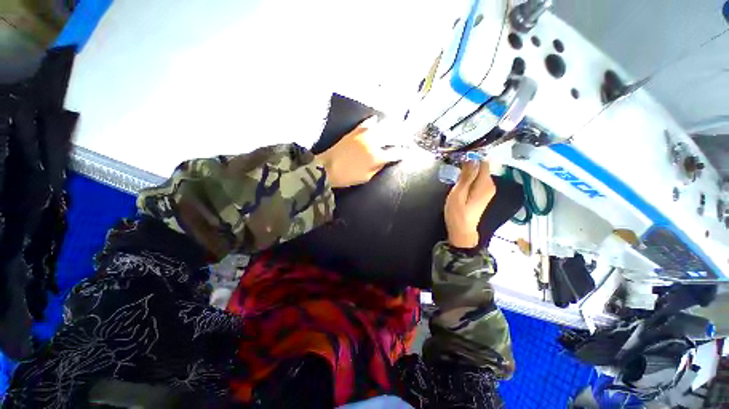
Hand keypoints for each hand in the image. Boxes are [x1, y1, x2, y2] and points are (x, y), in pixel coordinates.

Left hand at [315, 117, 402, 187]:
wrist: (326, 168)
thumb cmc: (347, 177)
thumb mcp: (366, 178)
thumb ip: (378, 168)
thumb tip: (385, 161)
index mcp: (376, 157)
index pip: (395, 153)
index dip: (403, 153)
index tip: (407, 153)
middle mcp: (373, 143)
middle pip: (392, 136)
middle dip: (401, 137)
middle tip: (406, 139)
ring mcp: (364, 135)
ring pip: (382, 126)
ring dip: (391, 127)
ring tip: (396, 126)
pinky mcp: (355, 131)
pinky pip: (367, 123)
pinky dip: (373, 121)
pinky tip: (377, 120)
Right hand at [444, 160, 495, 247]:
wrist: (462, 231)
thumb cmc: (457, 213)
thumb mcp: (458, 193)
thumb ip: (466, 176)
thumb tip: (472, 159)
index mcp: (485, 184)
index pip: (483, 162)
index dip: (472, 158)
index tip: (459, 159)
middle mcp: (490, 185)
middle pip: (481, 167)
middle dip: (468, 165)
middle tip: (454, 171)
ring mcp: (487, 190)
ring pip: (478, 174)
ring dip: (468, 172)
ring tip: (456, 177)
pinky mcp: (483, 194)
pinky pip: (477, 180)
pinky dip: (469, 179)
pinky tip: (460, 184)